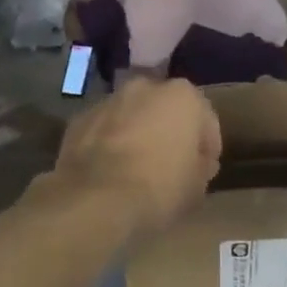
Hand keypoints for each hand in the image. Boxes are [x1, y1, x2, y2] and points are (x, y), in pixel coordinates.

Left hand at [48, 77, 220, 237]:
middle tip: (171, 166)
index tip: (204, 170)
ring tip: (137, 170)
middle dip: (170, 133)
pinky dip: (109, 145)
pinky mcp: (78, 121)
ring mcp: (107, 101)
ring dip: (137, 135)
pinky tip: (110, 172)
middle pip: (165, 111)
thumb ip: (201, 167)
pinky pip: (104, 131)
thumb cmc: (160, 188)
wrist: (97, 199)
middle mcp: (144, 87)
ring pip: (131, 117)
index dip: (207, 148)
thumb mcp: (197, 187)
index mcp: (183, 96)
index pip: (206, 121)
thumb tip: (197, 163)